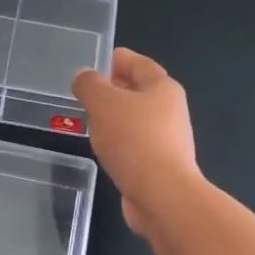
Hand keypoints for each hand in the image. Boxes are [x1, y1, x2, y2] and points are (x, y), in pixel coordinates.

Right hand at [72, 47, 199, 236]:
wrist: (162, 195)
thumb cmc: (134, 140)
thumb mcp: (103, 104)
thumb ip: (89, 85)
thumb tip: (84, 75)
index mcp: (163, 88)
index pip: (139, 64)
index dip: (118, 59)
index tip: (98, 61)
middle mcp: (170, 111)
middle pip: (140, 92)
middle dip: (115, 89)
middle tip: (88, 92)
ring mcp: (168, 141)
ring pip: (136, 120)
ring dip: (115, 118)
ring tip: (90, 120)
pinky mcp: (160, 166)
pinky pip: (135, 145)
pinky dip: (119, 142)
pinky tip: (103, 149)